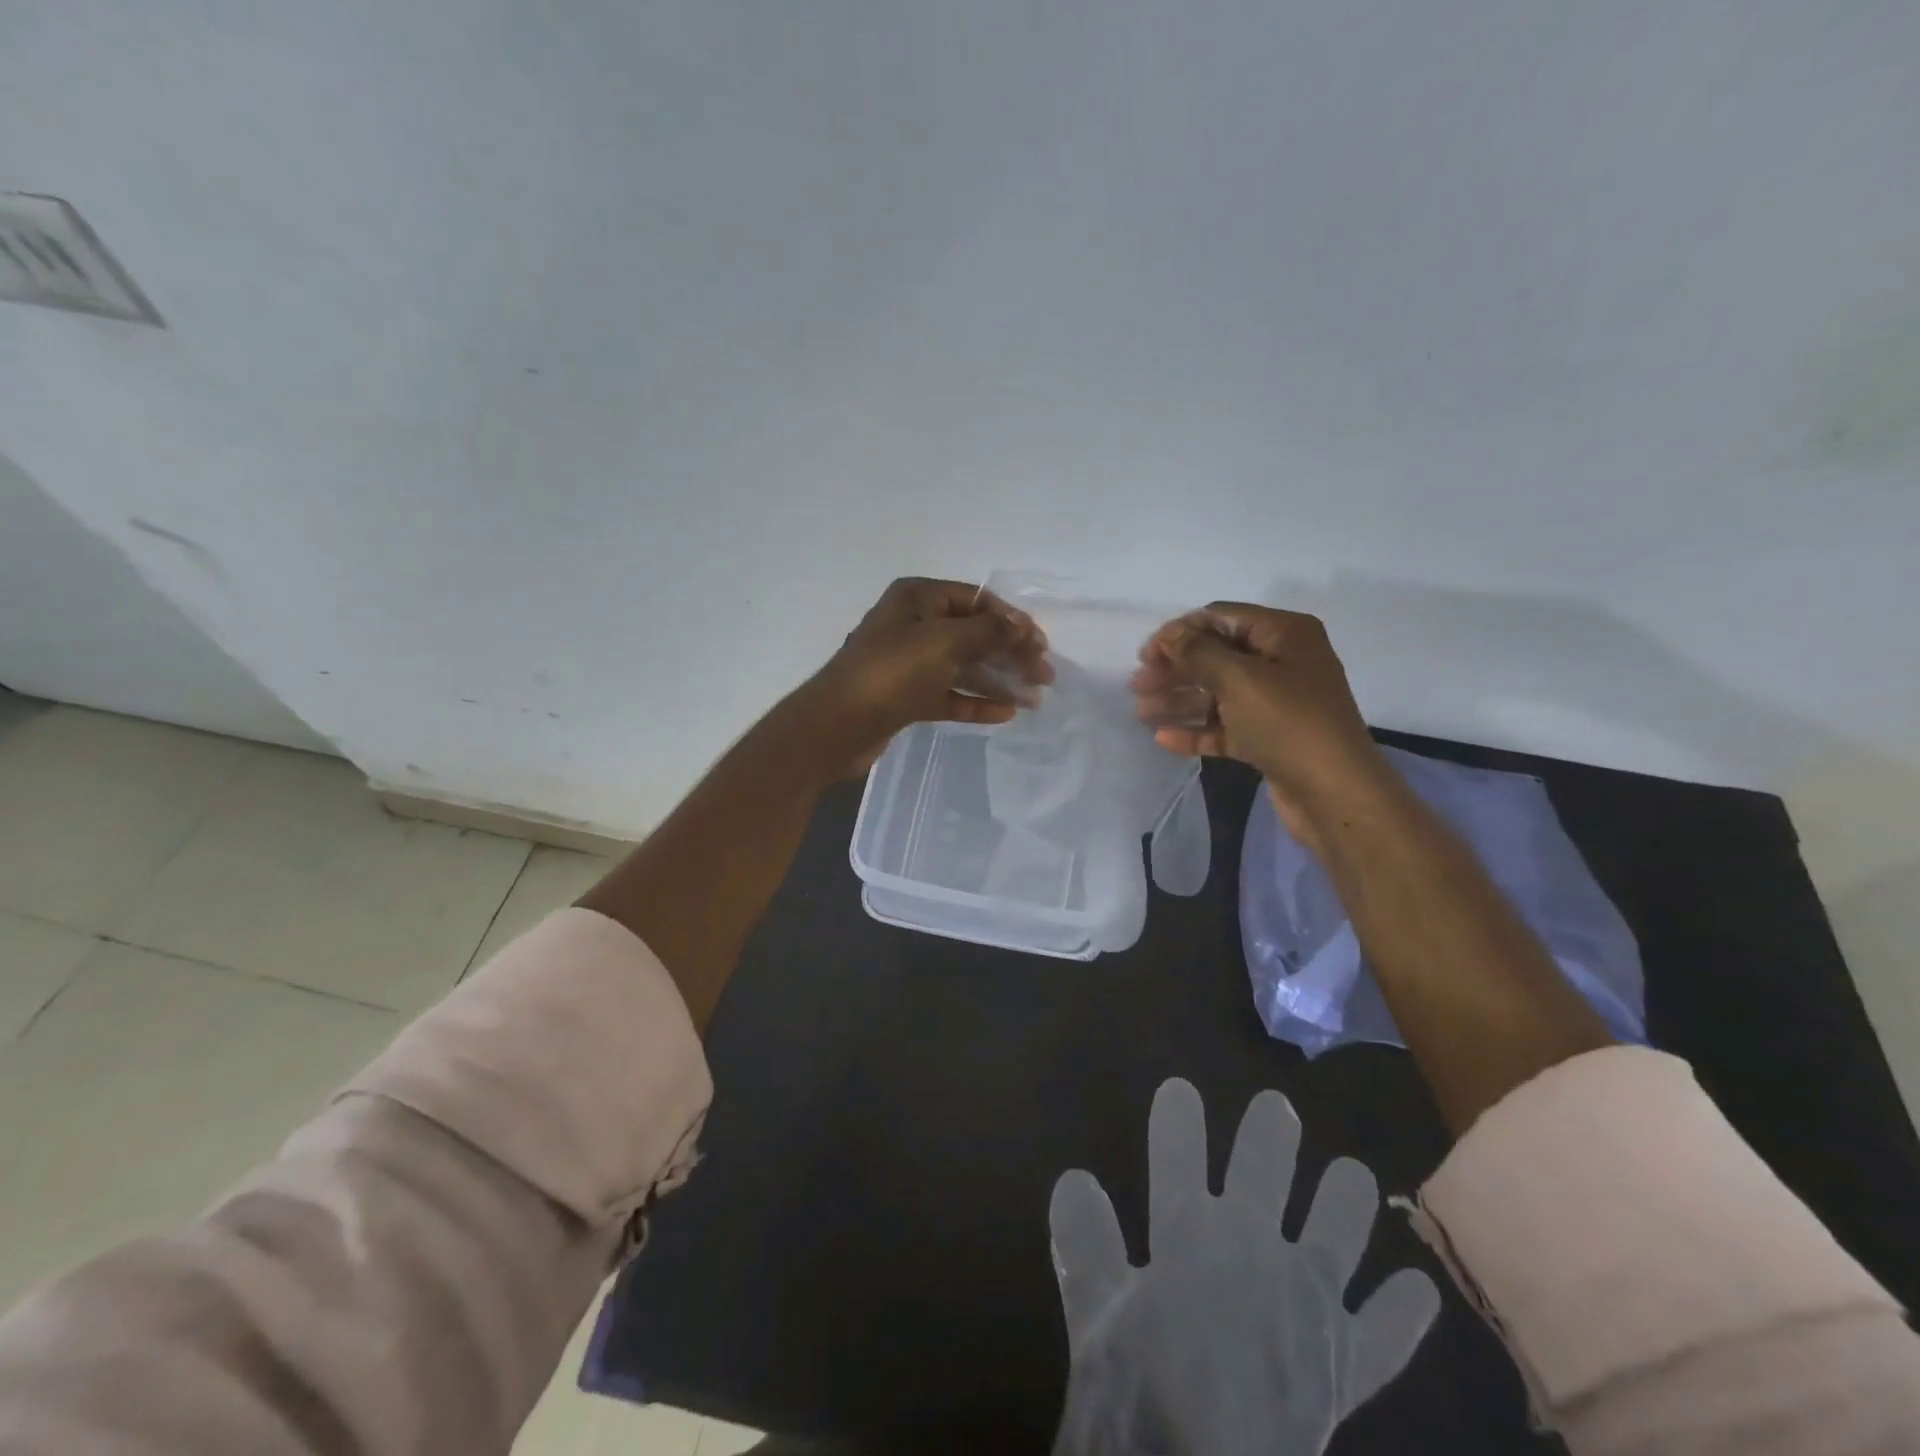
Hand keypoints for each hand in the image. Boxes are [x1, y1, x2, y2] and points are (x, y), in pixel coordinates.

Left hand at [805, 577, 1051, 772]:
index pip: (976, 600)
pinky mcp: (907, 697)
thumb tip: (1022, 625)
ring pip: (964, 667)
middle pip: (974, 634)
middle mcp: (914, 625)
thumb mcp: (944, 641)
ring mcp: (909, 663)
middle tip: (1045, 676)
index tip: (1041, 644)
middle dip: (1010, 653)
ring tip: (1034, 700)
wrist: (837, 724)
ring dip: (999, 680)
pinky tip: (1006, 713)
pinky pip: (950, 695)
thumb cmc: (892, 671)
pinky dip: (976, 702)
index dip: (1012, 620)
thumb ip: (988, 631)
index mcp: (918, 598)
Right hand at [1050, 1079, 1438, 1455]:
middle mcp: (1253, 1249)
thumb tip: (1074, 1177)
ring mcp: (1308, 1305)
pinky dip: (1401, 1314)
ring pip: (1336, 1232)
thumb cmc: (1138, 1400)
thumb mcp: (1093, 1317)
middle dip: (1269, 1134)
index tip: (1180, 1088)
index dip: (1179, 1117)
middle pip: (1264, 1171)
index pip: (1180, 1153)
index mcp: (1189, 1234)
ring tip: (1354, 1175)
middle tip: (1277, 1107)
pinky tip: (1418, 1291)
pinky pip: (1384, 1336)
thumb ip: (1085, 1243)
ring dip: (1346, 1202)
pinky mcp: (1346, 1366)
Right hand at [1130, 604, 1386, 848]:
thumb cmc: (1288, 723)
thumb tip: (1170, 635)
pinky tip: (1164, 739)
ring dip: (1179, 700)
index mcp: (1284, 634)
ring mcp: (1276, 702)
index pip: (1221, 618)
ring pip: (1217, 694)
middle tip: (1137, 684)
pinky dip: (1196, 729)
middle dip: (1175, 669)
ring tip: (1141, 712)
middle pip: (1216, 656)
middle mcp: (1282, 662)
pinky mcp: (1268, 738)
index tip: (1145, 654)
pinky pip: (1225, 727)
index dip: (1181, 632)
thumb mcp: (1240, 679)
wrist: (1334, 793)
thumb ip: (1198, 652)